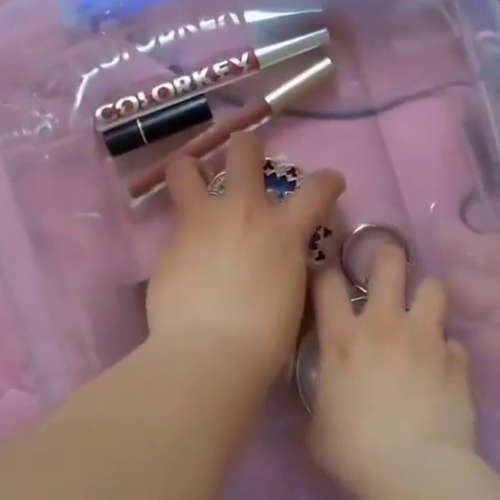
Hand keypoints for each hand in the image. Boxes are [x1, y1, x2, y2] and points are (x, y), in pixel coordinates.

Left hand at [146, 130, 344, 390]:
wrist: (208, 352)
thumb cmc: (264, 338)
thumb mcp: (293, 294)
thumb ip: (287, 263)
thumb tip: (280, 257)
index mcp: (283, 230)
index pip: (317, 187)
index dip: (328, 181)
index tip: (330, 183)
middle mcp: (243, 211)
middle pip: (244, 150)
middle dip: (246, 148)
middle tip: (245, 158)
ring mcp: (201, 221)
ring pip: (185, 169)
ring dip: (191, 171)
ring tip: (193, 182)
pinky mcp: (169, 242)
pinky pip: (175, 224)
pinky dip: (183, 233)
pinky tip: (184, 255)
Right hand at [307, 243, 475, 499]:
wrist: (414, 473)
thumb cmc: (353, 452)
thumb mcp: (316, 426)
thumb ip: (319, 399)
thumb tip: (323, 395)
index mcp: (342, 338)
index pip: (328, 283)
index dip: (326, 274)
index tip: (328, 280)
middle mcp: (384, 325)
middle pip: (389, 264)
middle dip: (387, 256)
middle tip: (386, 266)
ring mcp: (425, 339)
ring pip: (433, 288)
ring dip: (426, 297)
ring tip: (422, 314)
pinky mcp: (457, 361)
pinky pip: (454, 343)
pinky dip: (447, 352)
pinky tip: (443, 369)